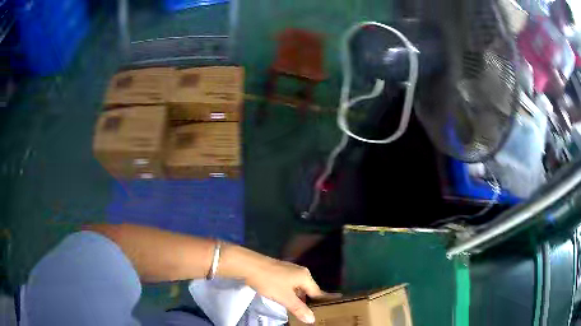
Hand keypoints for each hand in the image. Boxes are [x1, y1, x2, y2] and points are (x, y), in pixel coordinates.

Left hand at [244, 257, 322, 323]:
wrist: (249, 266)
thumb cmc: (269, 282)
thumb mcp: (285, 298)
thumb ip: (299, 309)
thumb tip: (312, 319)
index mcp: (305, 276)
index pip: (317, 293)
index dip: (318, 304)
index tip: (319, 315)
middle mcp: (300, 272)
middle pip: (308, 290)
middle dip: (306, 302)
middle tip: (306, 315)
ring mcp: (289, 270)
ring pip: (298, 288)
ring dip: (297, 298)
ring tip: (296, 311)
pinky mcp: (280, 272)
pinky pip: (289, 285)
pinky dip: (289, 293)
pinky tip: (284, 300)